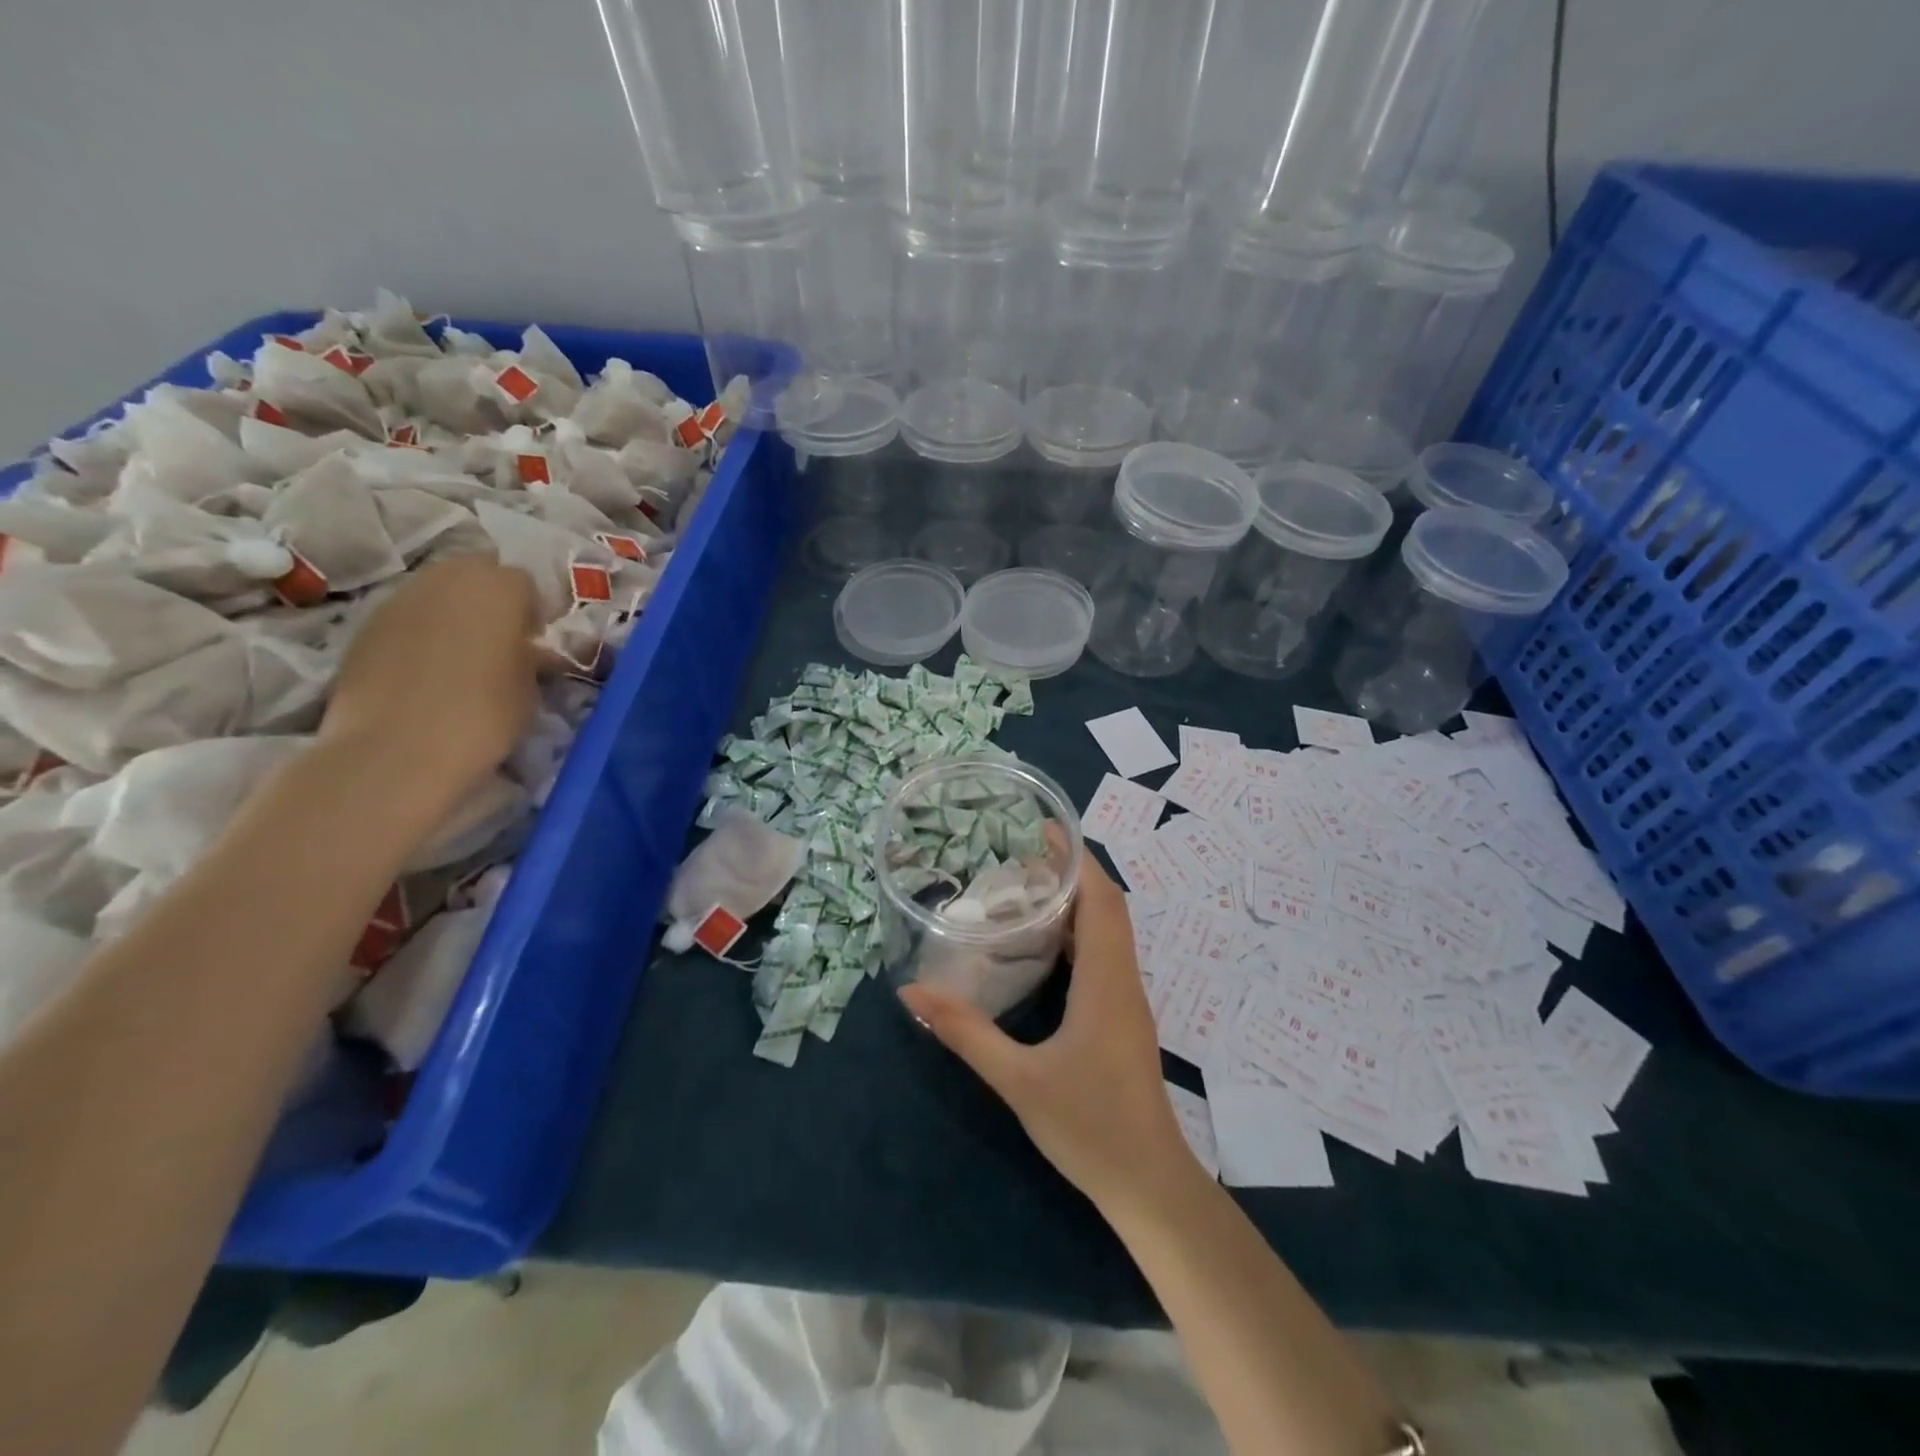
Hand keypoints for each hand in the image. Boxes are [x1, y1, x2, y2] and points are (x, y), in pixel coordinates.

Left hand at [317, 558, 539, 818]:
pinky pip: (407, 616)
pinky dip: (422, 632)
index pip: (524, 583)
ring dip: (455, 613)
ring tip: (463, 655)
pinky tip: (427, 670)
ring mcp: (401, 598)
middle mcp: (448, 578)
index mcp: (499, 588)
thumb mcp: (530, 687)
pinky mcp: (366, 625)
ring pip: (437, 591)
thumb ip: (531, 656)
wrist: (398, 750)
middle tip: (501, 641)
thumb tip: (530, 650)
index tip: (534, 642)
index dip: (532, 611)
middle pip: (476, 572)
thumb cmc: (485, 715)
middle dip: (491, 599)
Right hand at [898, 845, 1199, 1214]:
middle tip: (1024, 853)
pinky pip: (1106, 956)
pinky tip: (1046, 946)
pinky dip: (1081, 933)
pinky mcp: (1124, 1019)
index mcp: (1106, 980)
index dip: (1077, 859)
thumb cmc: (1089, 1126)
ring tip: (1029, 887)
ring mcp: (1128, 1000)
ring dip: (1079, 901)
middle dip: (1074, 872)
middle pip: (1108, 907)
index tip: (1045, 829)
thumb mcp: (1017, 1079)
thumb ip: (965, 1032)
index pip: (1101, 900)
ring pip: (1110, 931)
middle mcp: (1123, 979)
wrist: (1149, 1183)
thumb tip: (912, 994)